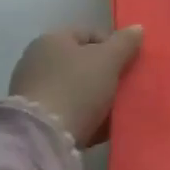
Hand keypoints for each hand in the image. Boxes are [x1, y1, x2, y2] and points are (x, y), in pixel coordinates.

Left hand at [10, 27, 142, 146]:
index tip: (128, 65)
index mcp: (52, 39)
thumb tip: (137, 28)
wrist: (41, 140)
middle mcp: (37, 60)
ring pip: (74, 91)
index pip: (89, 34)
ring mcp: (32, 92)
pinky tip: (98, 131)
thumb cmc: (76, 88)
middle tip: (123, 90)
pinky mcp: (32, 121)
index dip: (113, 46)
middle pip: (81, 64)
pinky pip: (65, 114)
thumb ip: (124, 43)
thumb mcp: (108, 61)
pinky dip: (82, 119)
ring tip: (114, 114)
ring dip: (94, 100)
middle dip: (104, 75)